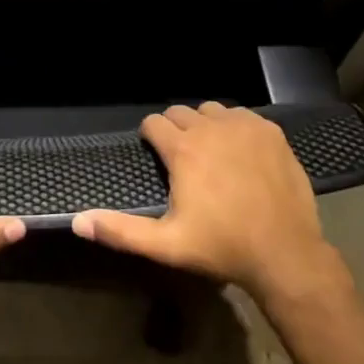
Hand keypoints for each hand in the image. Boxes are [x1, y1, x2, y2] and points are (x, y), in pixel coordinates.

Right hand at [71, 102, 348, 305]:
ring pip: (212, 110)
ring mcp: (243, 125)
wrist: (285, 253)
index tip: (155, 155)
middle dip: (175, 128)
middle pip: (180, 111)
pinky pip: (243, 116)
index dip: (150, 137)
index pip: (153, 123)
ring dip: (205, 125)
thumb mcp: (167, 244)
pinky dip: (236, 127)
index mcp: (183, 149)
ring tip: (210, 153)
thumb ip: (121, 231)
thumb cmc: (222, 247)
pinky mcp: (270, 131)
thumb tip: (78, 222)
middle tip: (181, 158)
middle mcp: (210, 127)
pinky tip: (241, 153)